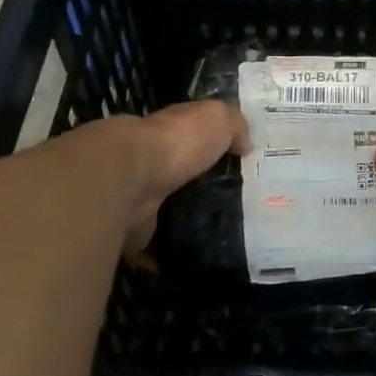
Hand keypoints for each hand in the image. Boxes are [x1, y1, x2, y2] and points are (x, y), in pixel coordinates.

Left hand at [117, 101, 249, 256]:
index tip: (242, 164)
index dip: (216, 145)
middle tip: (241, 204)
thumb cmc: (177, 142)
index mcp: (172, 131)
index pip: (195, 135)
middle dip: (205, 187)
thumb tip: (246, 144)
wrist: (129, 178)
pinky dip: (171, 251)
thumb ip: (235, 125)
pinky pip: (157, 244)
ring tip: (226, 233)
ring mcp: (141, 195)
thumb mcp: (217, 118)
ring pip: (171, 209)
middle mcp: (154, 160)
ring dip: (189, 219)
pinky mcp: (134, 229)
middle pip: (184, 174)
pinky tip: (199, 257)